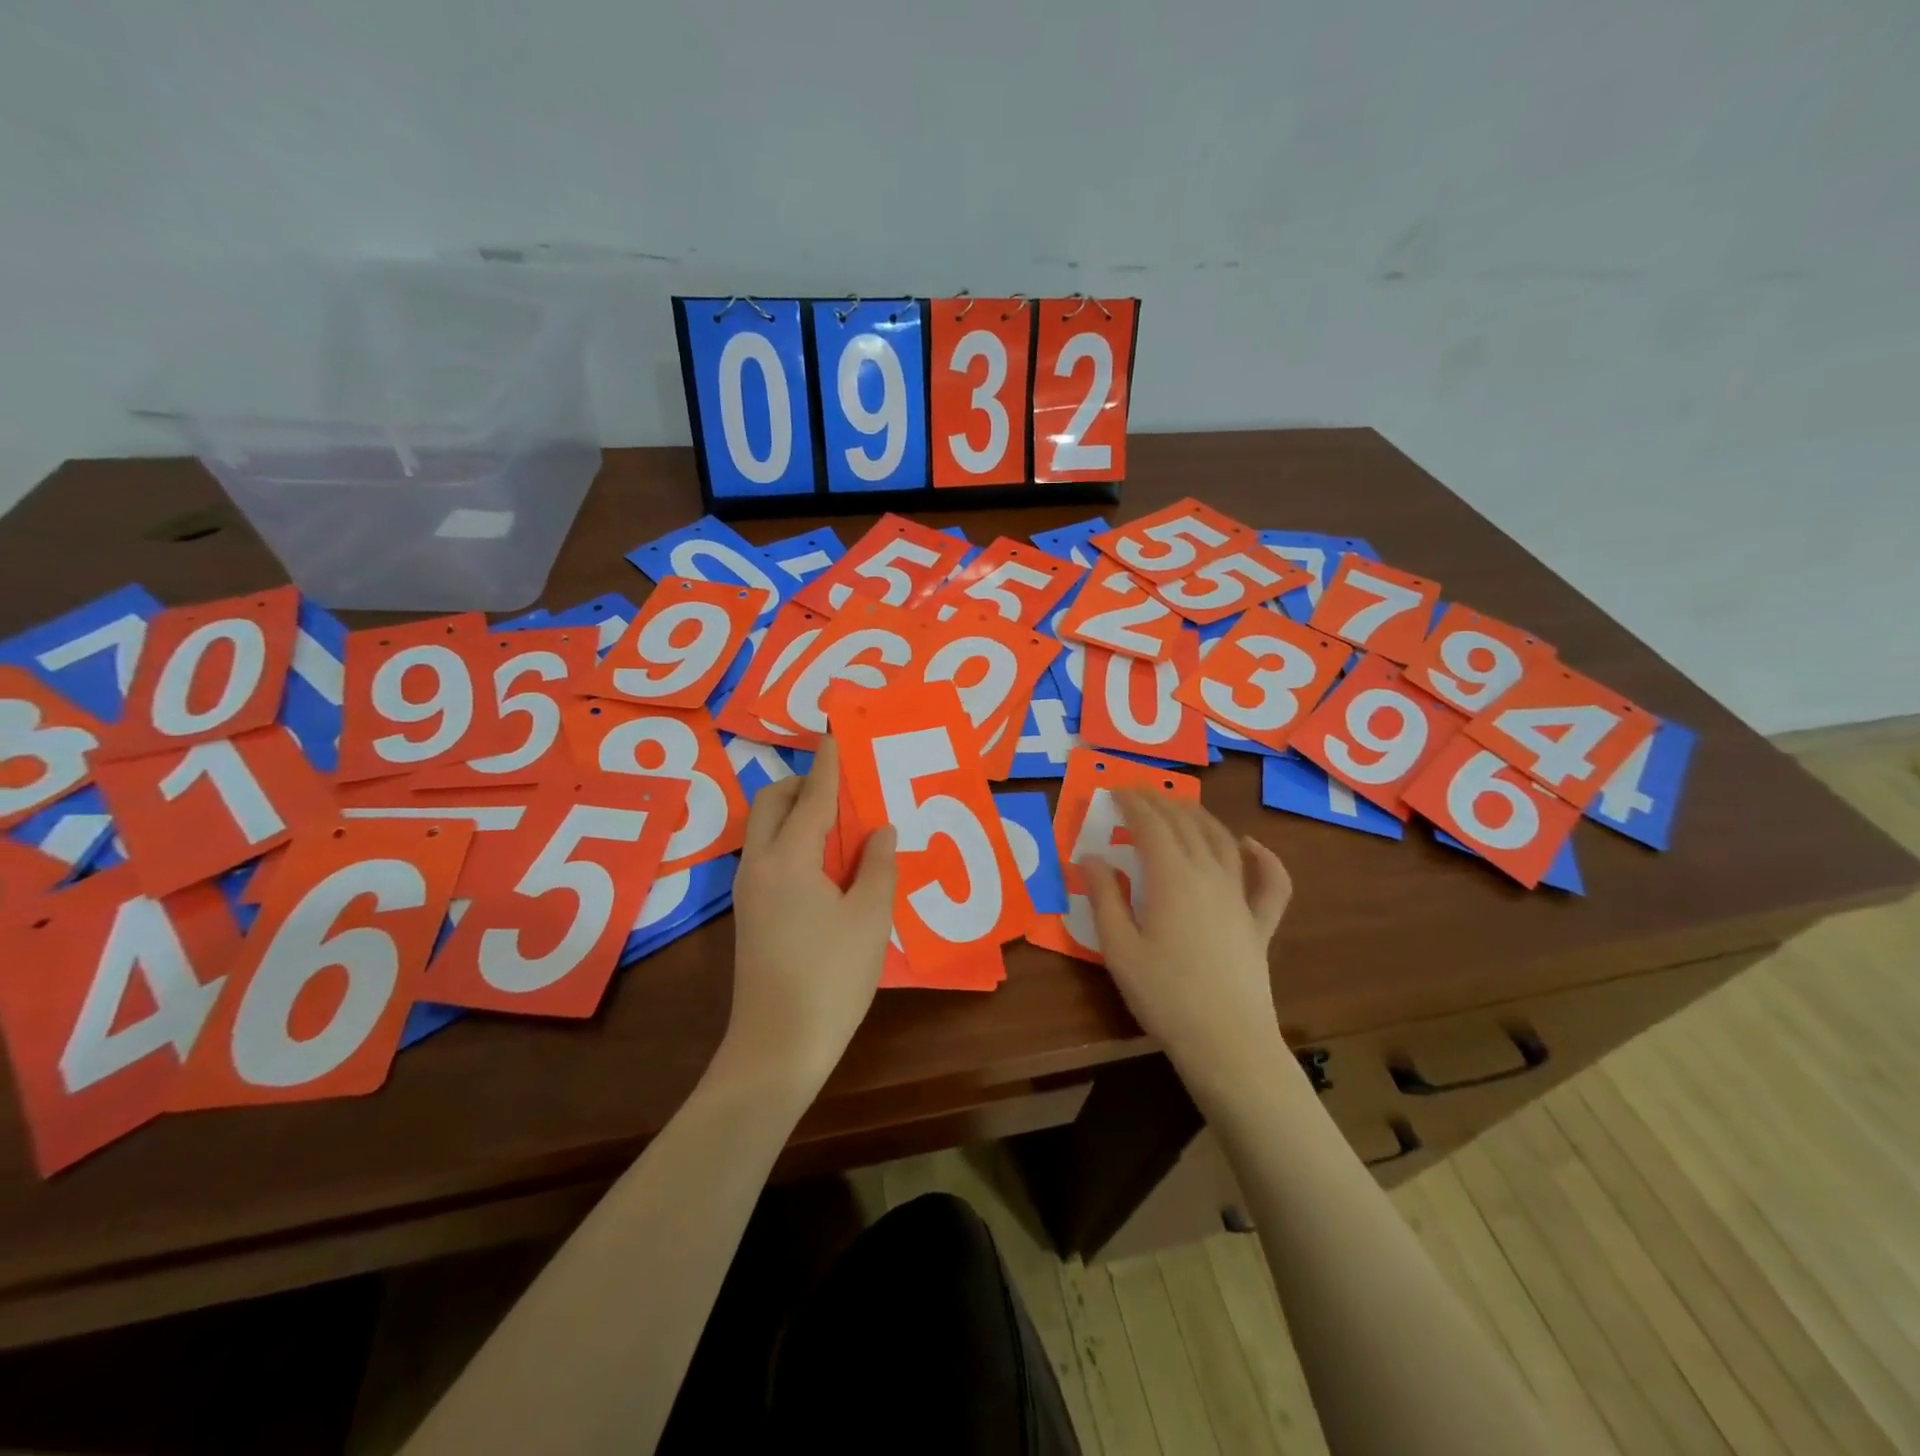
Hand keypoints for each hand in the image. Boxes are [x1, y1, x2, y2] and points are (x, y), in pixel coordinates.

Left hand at [725, 738, 897, 1093]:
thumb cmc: (831, 978)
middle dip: (804, 784)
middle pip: (773, 803)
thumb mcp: (869, 919)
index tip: (837, 732)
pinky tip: (828, 864)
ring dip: (798, 813)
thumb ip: (877, 865)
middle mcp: (759, 864)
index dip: (829, 763)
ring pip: (767, 829)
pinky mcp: (750, 912)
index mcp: (788, 859)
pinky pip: (770, 855)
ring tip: (842, 824)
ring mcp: (749, 890)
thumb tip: (880, 829)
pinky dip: (794, 841)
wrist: (777, 1047)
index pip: (812, 797)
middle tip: (845, 791)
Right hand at [1084, 791, 1292, 1075]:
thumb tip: (1091, 858)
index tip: (1116, 791)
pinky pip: (1270, 882)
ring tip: (1181, 807)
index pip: (1151, 825)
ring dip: (1200, 817)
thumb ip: (1104, 898)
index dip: (1133, 803)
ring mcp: (1239, 898)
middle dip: (1161, 802)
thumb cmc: (1164, 995)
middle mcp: (1209, 876)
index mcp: (1172, 878)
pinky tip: (1252, 845)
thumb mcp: (1118, 948)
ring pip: (1223, 841)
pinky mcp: (1259, 924)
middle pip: (1186, 825)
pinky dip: (1264, 858)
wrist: (1226, 1042)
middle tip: (1140, 792)